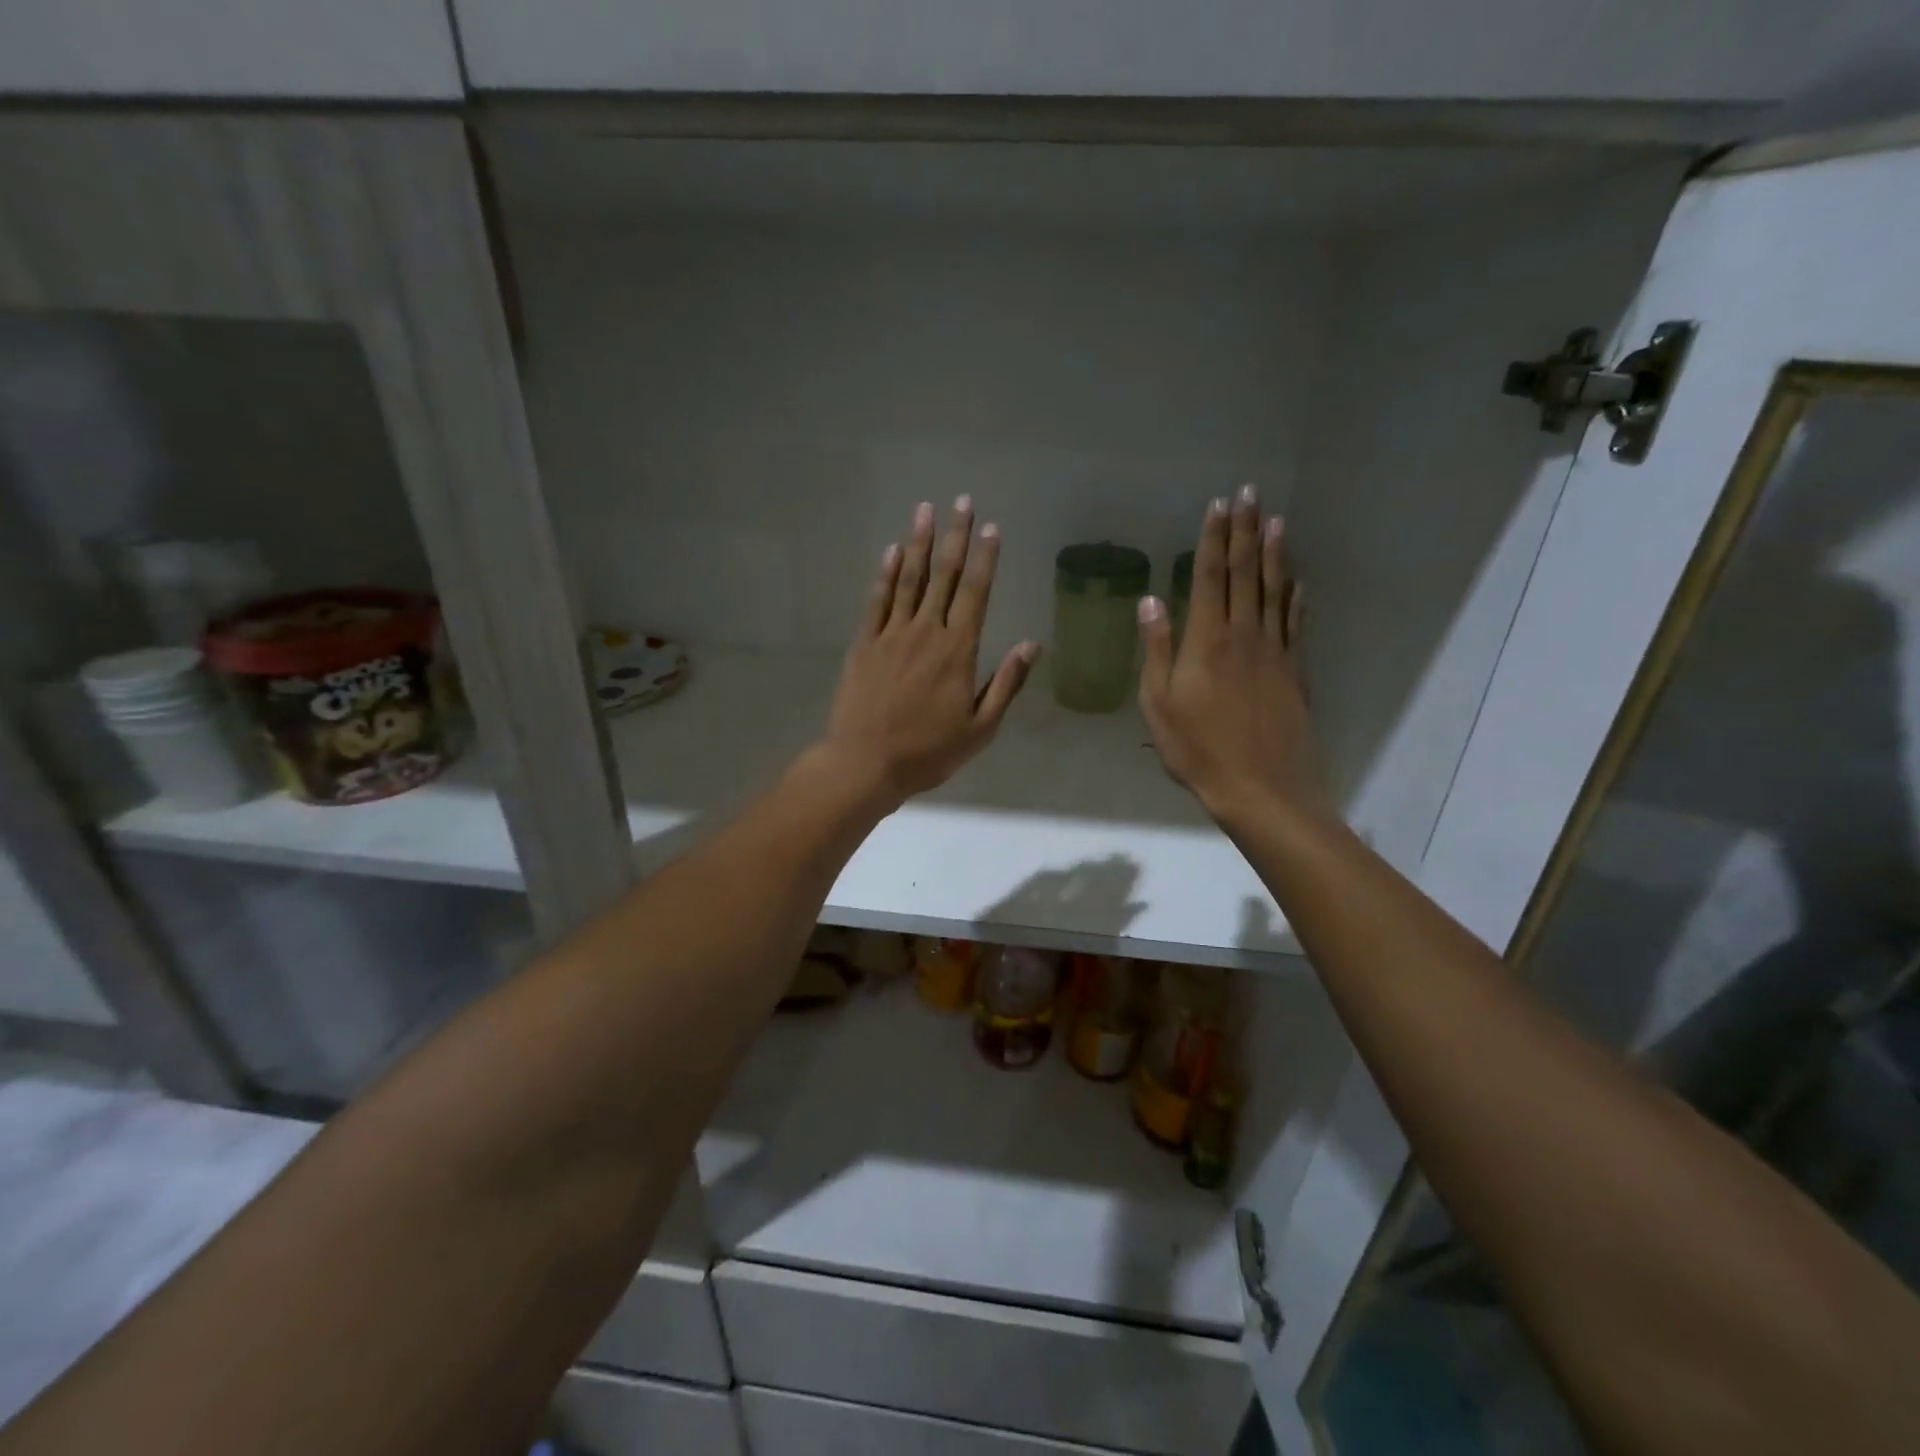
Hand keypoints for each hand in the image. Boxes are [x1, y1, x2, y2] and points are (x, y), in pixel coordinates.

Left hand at [818, 497, 1039, 805]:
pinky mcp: (864, 643)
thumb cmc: (928, 751)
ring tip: (924, 510)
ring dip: (918, 543)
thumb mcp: (980, 728)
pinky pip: (877, 601)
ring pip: (909, 579)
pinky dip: (885, 574)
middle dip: (955, 537)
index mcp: (958, 650)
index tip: (992, 528)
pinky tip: (891, 552)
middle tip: (961, 501)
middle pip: (944, 576)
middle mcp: (926, 632)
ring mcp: (891, 634)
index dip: (986, 559)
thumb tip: (1032, 645)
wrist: (865, 763)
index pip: (976, 593)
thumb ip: (1006, 683)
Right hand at [1138, 484, 1324, 827]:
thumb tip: (1150, 601)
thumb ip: (1156, 649)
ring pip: (1275, 591)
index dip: (1213, 539)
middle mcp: (1244, 635)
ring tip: (1276, 520)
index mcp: (1207, 641)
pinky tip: (1298, 581)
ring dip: (1274, 553)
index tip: (1218, 506)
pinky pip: (1296, 624)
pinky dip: (1297, 598)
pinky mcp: (1295, 671)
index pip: (1210, 577)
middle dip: (1245, 531)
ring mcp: (1275, 652)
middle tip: (1251, 493)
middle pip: (1245, 573)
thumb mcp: (1158, 703)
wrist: (1258, 786)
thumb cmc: (1196, 748)